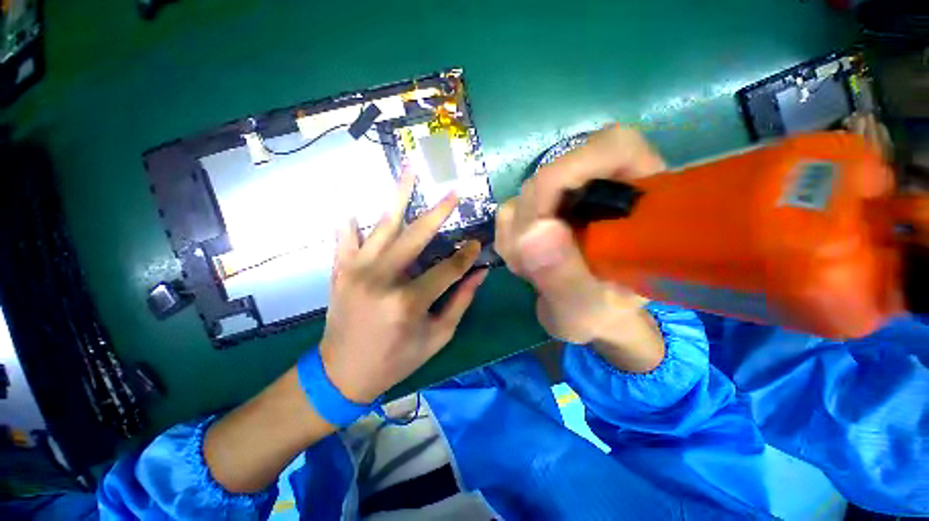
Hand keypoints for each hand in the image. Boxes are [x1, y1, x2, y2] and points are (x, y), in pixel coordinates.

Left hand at [320, 174, 486, 402]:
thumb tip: (479, 273)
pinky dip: (353, 218)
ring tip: (409, 170)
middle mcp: (382, 279)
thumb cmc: (396, 360)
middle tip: (454, 192)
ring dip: (398, 196)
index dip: (466, 256)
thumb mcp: (437, 337)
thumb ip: (460, 302)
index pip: (447, 269)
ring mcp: (357, 271)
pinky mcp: (341, 270)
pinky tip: (356, 200)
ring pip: (382, 226)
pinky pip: (346, 237)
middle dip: (439, 213)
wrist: (342, 374)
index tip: (477, 244)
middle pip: (416, 236)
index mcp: (408, 302)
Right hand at [495, 125, 665, 370]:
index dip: (569, 171)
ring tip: (535, 272)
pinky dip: (508, 241)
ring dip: (516, 238)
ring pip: (523, 196)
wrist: (585, 317)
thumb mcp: (587, 311)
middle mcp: (603, 187)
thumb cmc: (601, 317)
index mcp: (641, 200)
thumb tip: (534, 230)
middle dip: (531, 224)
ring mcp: (568, 197)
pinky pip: (509, 212)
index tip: (542, 222)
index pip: (611, 148)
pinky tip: (526, 265)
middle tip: (533, 267)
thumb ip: (565, 278)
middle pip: (551, 174)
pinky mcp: (542, 209)